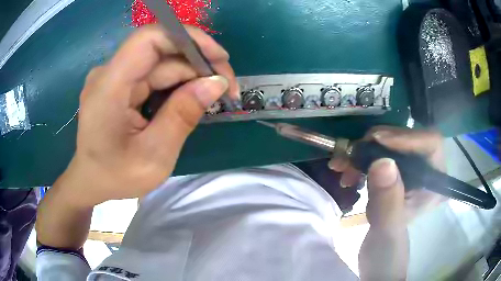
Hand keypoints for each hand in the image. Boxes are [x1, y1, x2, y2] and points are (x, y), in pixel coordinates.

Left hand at [55, 25, 238, 206]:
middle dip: (198, 63)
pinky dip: (176, 84)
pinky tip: (191, 98)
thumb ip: (183, 115)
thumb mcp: (154, 155)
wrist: (91, 182)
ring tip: (213, 96)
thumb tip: (216, 82)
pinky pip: (153, 75)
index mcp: (108, 87)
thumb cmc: (116, 176)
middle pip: (160, 51)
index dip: (188, 38)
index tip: (219, 58)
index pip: (150, 39)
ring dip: (190, 75)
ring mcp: (113, 77)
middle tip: (226, 87)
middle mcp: (109, 73)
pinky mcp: (119, 84)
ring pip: (160, 63)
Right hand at [331, 126, 444, 279]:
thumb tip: (383, 161)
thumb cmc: (387, 251)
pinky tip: (346, 171)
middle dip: (378, 143)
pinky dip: (360, 158)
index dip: (405, 137)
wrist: (377, 259)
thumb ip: (388, 201)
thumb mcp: (387, 231)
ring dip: (364, 151)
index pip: (430, 143)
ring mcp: (411, 170)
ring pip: (390, 145)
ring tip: (342, 165)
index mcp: (435, 182)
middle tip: (352, 153)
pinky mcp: (395, 173)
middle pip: (407, 139)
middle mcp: (427, 170)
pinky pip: (379, 154)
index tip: (375, 142)